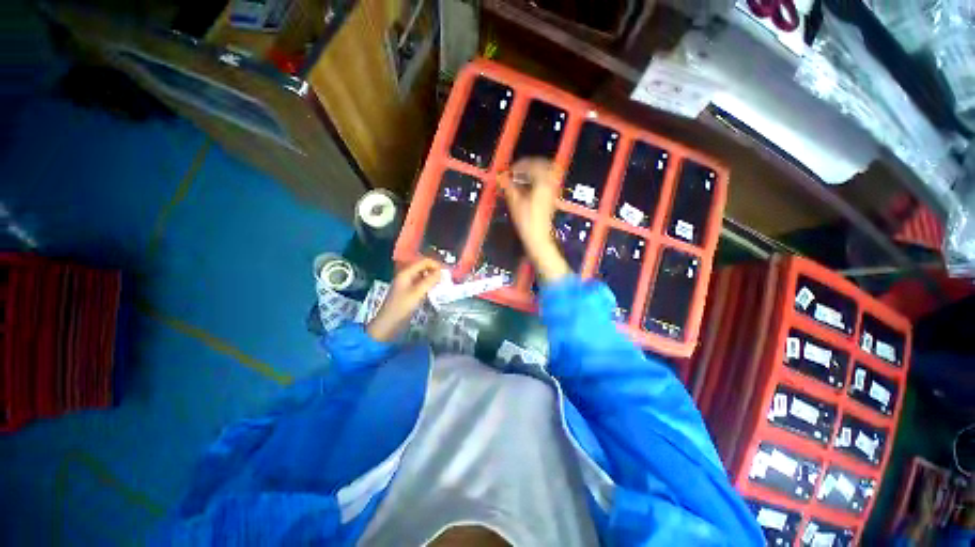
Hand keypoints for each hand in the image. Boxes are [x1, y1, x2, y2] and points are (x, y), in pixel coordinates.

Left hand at [367, 259, 440, 341]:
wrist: (388, 324)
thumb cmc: (402, 307)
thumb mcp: (417, 293)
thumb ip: (430, 281)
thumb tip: (441, 272)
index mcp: (406, 273)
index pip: (424, 262)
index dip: (436, 264)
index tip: (447, 272)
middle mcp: (406, 275)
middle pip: (423, 267)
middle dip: (435, 270)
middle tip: (446, 277)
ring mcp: (407, 284)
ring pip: (423, 275)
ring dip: (433, 277)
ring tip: (443, 282)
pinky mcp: (409, 292)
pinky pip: (421, 283)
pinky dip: (429, 284)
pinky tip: (435, 289)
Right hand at [499, 158, 571, 283]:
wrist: (538, 238)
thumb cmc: (527, 222)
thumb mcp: (515, 203)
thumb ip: (508, 187)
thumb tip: (501, 177)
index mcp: (542, 183)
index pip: (533, 165)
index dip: (520, 164)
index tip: (510, 170)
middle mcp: (550, 185)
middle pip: (544, 166)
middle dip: (530, 165)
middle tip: (518, 170)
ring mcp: (552, 192)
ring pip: (547, 174)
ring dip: (534, 172)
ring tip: (522, 177)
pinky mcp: (551, 199)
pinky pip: (547, 182)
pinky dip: (537, 181)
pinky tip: (527, 188)